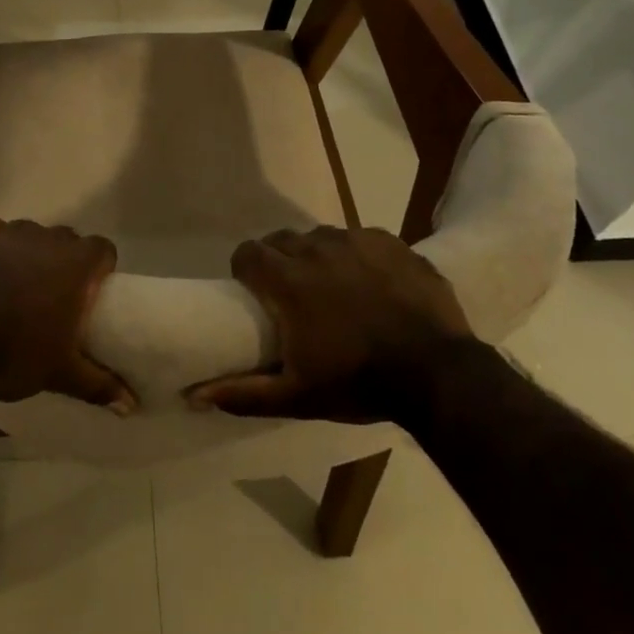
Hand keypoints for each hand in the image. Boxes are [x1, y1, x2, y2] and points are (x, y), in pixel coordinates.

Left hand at [0, 215, 135, 412]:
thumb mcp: (62, 374)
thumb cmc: (15, 357)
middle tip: (53, 291)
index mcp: (75, 265)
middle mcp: (45, 238)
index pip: (103, 249)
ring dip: (27, 250)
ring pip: (27, 232)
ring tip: (14, 280)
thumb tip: (132, 406)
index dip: (100, 266)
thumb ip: (100, 384)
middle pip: (66, 238)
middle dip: (63, 259)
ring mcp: (7, 232)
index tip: (92, 289)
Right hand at [185, 226, 473, 419]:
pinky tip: (372, 283)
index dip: (246, 270)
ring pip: (321, 237)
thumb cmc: (359, 383)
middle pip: (282, 241)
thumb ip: (243, 392)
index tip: (255, 293)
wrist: (439, 375)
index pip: (247, 253)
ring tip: (335, 289)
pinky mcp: (390, 242)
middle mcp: (316, 248)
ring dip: (318, 257)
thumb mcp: (297, 397)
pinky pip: (360, 238)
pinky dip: (357, 256)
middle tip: (294, 295)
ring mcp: (356, 240)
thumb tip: (194, 394)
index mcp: (287, 279)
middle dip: (280, 261)